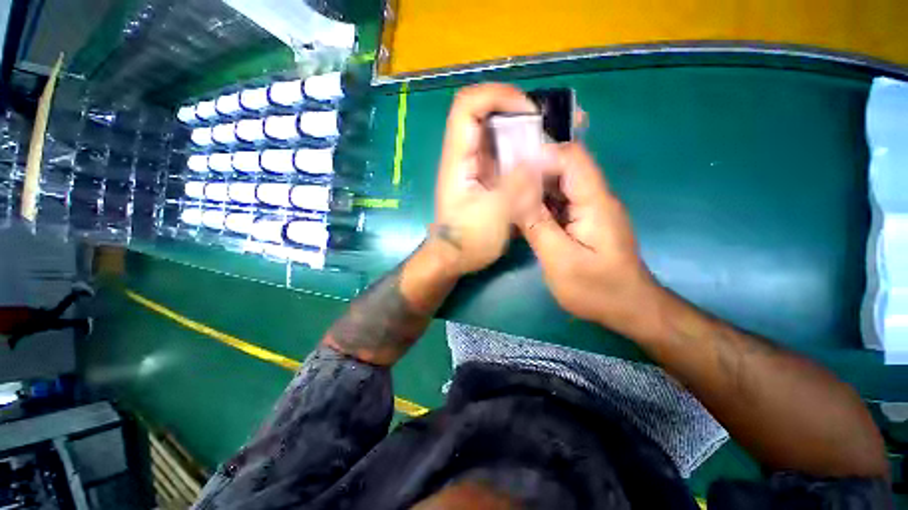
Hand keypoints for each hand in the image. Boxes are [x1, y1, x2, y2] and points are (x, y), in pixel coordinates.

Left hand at [434, 83, 535, 274]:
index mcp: (458, 159)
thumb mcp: (495, 215)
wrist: (453, 258)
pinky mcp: (482, 178)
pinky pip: (501, 154)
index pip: (468, 106)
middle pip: (484, 114)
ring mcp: (472, 166)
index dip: (498, 96)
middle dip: (516, 111)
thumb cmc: (468, 240)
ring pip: (494, 134)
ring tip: (548, 138)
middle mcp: (463, 156)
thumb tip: (537, 157)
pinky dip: (519, 150)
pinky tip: (537, 160)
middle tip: (547, 123)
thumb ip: (516, 184)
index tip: (529, 110)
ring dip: (520, 131)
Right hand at [506, 143, 659, 332]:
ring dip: (532, 192)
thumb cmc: (597, 289)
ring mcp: (589, 210)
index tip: (509, 171)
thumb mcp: (560, 259)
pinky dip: (538, 208)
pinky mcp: (583, 222)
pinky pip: (558, 205)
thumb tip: (516, 191)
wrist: (629, 309)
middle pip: (562, 169)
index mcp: (594, 201)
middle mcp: (594, 198)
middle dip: (530, 174)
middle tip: (501, 188)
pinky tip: (522, 221)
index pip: (571, 157)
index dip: (539, 156)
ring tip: (507, 204)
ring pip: (557, 187)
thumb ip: (537, 223)